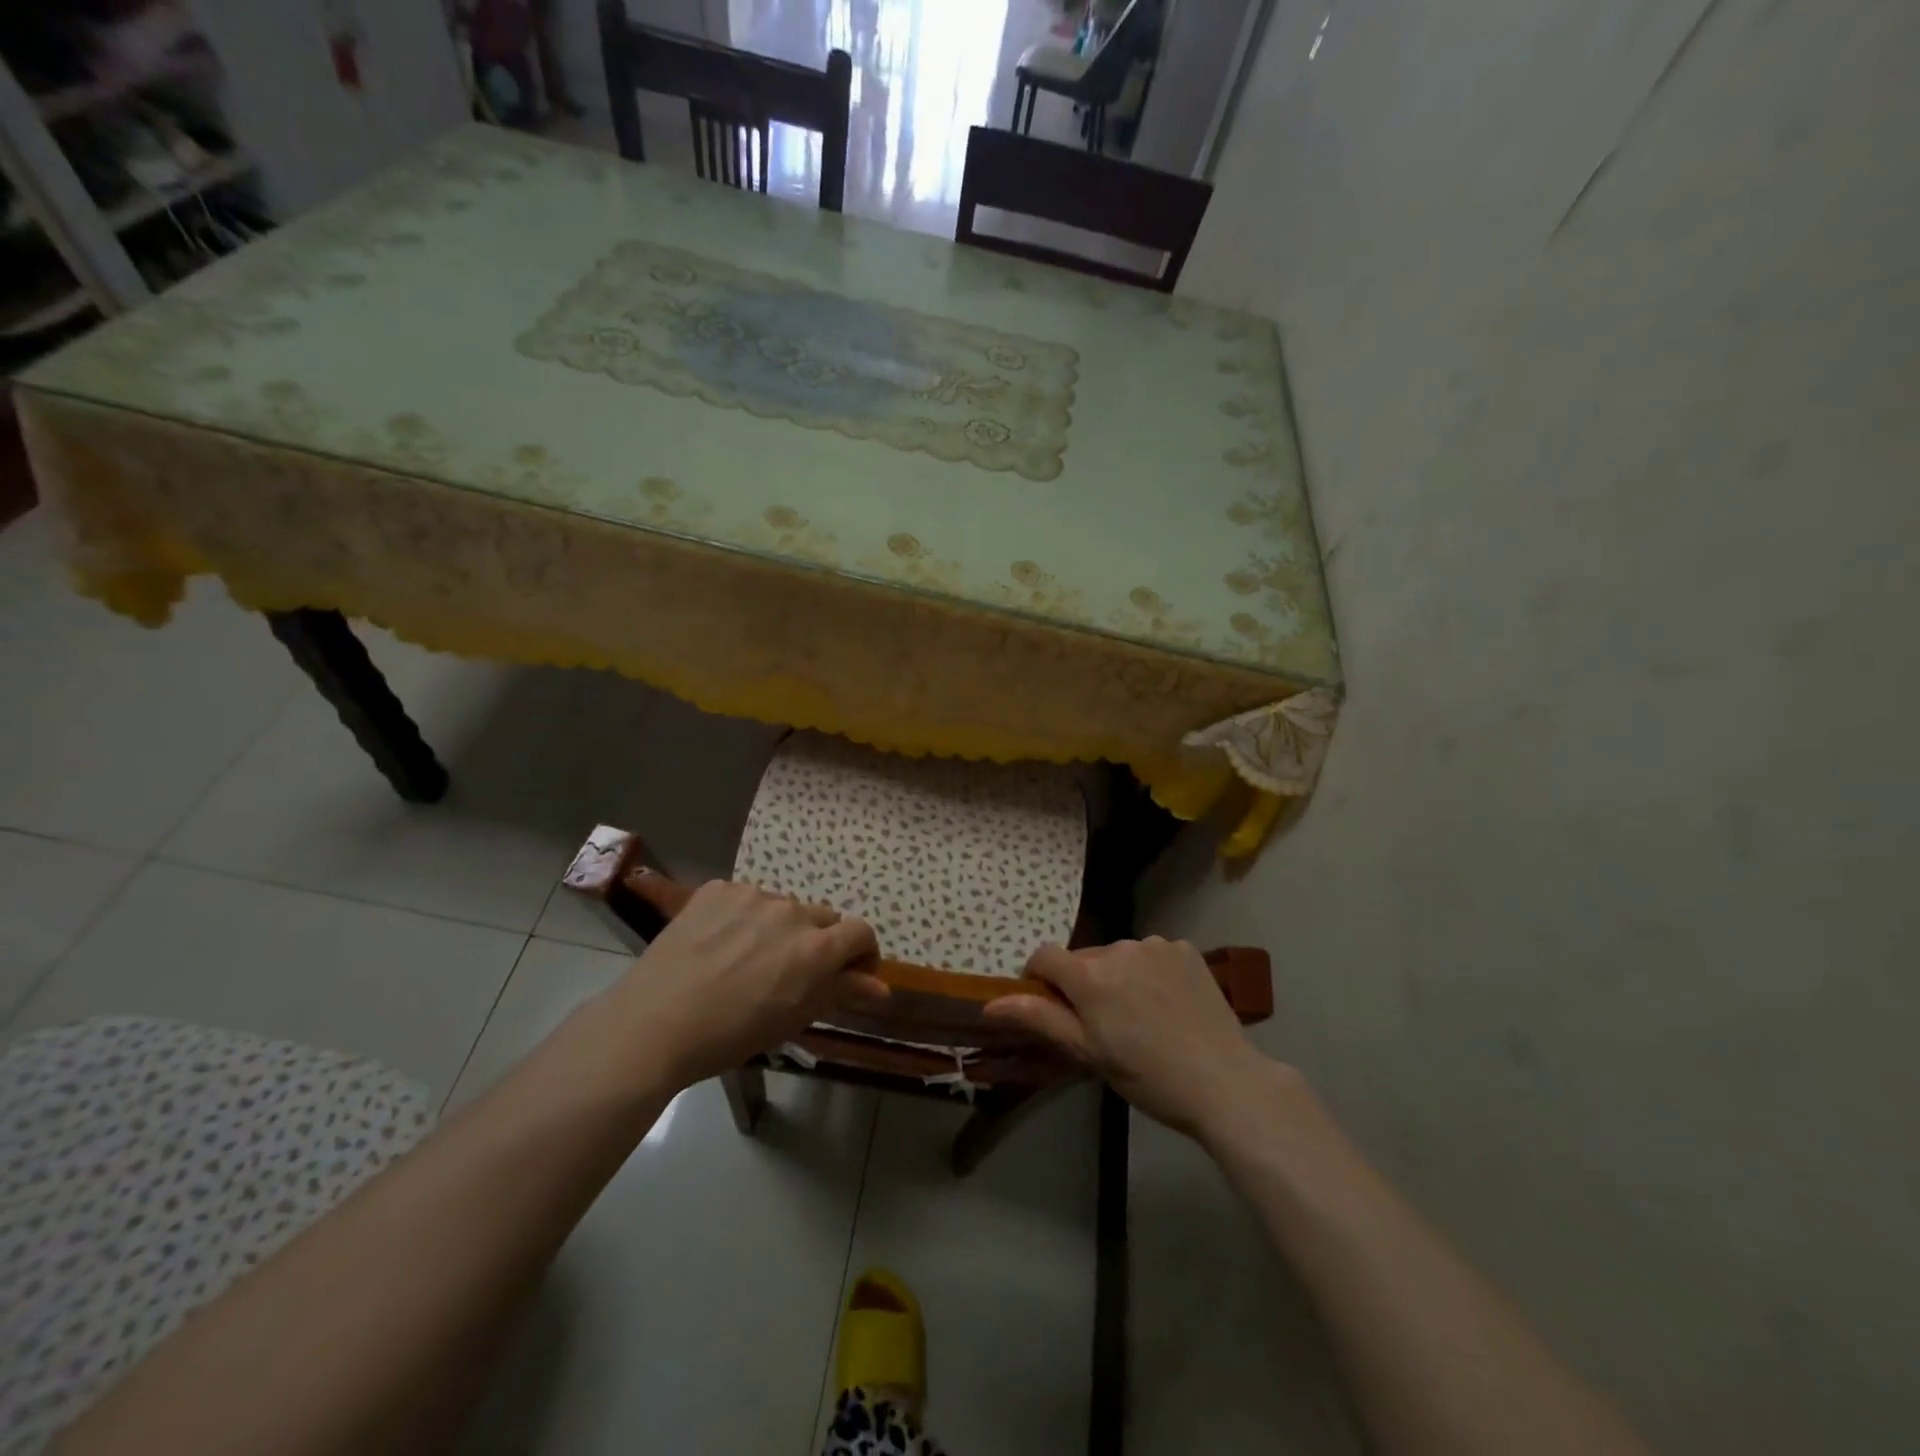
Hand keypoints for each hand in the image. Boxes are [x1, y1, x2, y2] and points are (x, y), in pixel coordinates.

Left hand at [604, 876, 883, 1087]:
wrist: (653, 1024)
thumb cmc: (731, 1035)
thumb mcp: (794, 1018)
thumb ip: (842, 992)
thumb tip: (882, 987)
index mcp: (816, 947)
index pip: (860, 932)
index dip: (862, 953)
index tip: (850, 973)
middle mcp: (791, 911)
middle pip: (823, 919)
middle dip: (819, 943)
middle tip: (791, 973)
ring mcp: (752, 895)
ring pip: (783, 908)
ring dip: (779, 929)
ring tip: (747, 960)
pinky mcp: (718, 888)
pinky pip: (745, 899)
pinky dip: (743, 918)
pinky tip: (719, 945)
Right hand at [985, 938, 1283, 1139]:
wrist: (1223, 1081)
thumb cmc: (1147, 1075)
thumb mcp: (1087, 1052)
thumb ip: (1039, 1019)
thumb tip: (990, 1003)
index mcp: (1089, 975)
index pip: (1044, 956)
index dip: (1040, 978)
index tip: (1051, 1006)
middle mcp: (1118, 948)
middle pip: (1084, 959)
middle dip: (1083, 984)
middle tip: (1103, 1024)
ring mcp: (1155, 945)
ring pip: (1119, 956)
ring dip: (1118, 976)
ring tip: (1141, 1016)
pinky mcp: (1185, 949)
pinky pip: (1152, 954)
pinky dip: (1150, 972)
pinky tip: (1168, 1004)